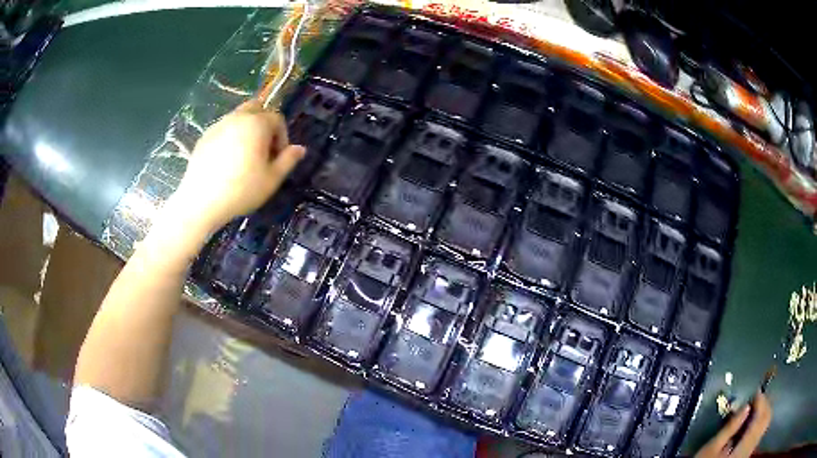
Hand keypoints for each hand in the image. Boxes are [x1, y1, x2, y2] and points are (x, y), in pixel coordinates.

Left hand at [171, 99, 304, 234]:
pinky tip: (227, 161)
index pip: (277, 119)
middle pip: (257, 108)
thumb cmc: (241, 190)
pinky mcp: (205, 136)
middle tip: (263, 149)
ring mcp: (218, 125)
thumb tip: (300, 149)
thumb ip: (288, 160)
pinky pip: (223, 129)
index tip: (278, 158)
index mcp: (257, 124)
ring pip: (238, 117)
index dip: (282, 137)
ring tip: (245, 156)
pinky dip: (230, 137)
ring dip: (247, 130)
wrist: (201, 201)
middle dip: (264, 124)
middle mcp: (238, 118)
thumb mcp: (272, 179)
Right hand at [695, 391, 772, 457]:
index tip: (756, 390)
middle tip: (758, 395)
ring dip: (762, 413)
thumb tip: (746, 406)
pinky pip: (759, 433)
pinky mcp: (747, 453)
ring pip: (764, 426)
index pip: (760, 417)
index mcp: (743, 447)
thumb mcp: (712, 447)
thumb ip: (730, 427)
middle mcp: (750, 448)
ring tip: (755, 406)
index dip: (761, 401)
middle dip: (764, 405)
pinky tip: (752, 421)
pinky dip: (759, 422)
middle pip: (765, 420)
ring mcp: (749, 451)